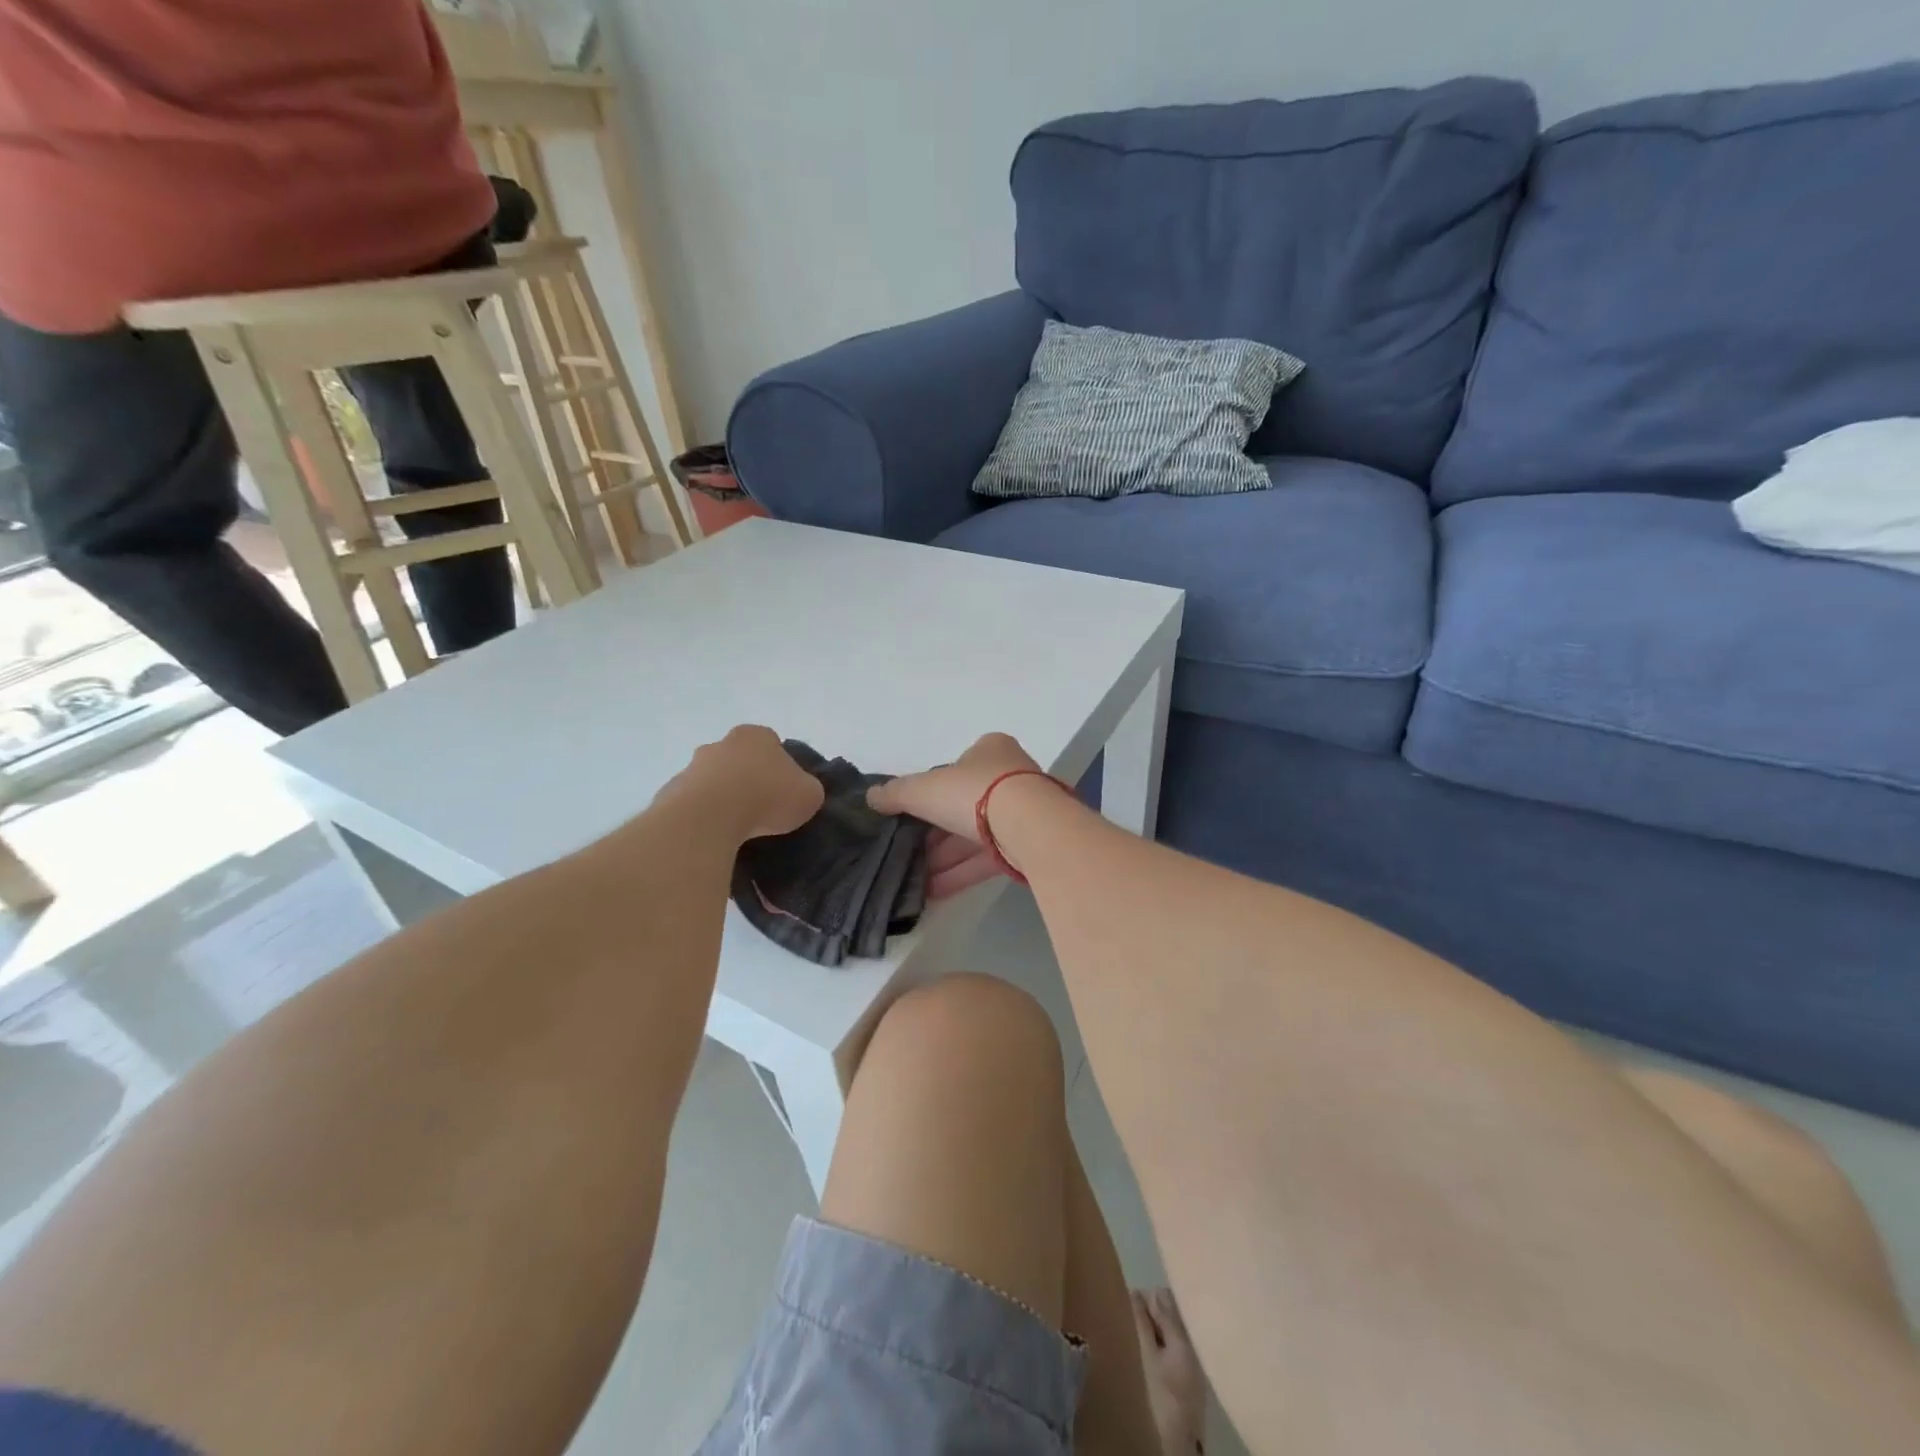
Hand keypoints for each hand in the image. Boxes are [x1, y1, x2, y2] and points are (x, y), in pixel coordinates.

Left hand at [674, 726, 823, 841]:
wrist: (710, 816)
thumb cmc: (767, 796)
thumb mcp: (809, 795)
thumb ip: (806, 790)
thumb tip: (798, 794)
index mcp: (757, 736)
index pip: (772, 745)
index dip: (781, 769)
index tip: (784, 792)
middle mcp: (721, 744)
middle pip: (739, 760)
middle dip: (748, 780)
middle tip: (761, 811)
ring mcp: (692, 767)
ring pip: (713, 782)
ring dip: (723, 800)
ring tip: (737, 831)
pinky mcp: (671, 794)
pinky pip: (693, 806)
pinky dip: (703, 818)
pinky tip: (714, 838)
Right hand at [868, 734, 1048, 898]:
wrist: (1029, 826)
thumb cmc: (973, 792)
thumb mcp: (924, 789)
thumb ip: (896, 793)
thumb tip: (871, 797)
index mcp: (989, 751)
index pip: (953, 771)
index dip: (928, 793)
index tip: (907, 816)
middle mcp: (1010, 777)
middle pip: (962, 806)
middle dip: (933, 834)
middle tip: (904, 853)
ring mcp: (1022, 813)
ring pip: (974, 836)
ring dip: (943, 858)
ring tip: (912, 879)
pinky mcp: (1028, 846)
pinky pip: (986, 859)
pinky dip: (960, 873)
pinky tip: (932, 892)